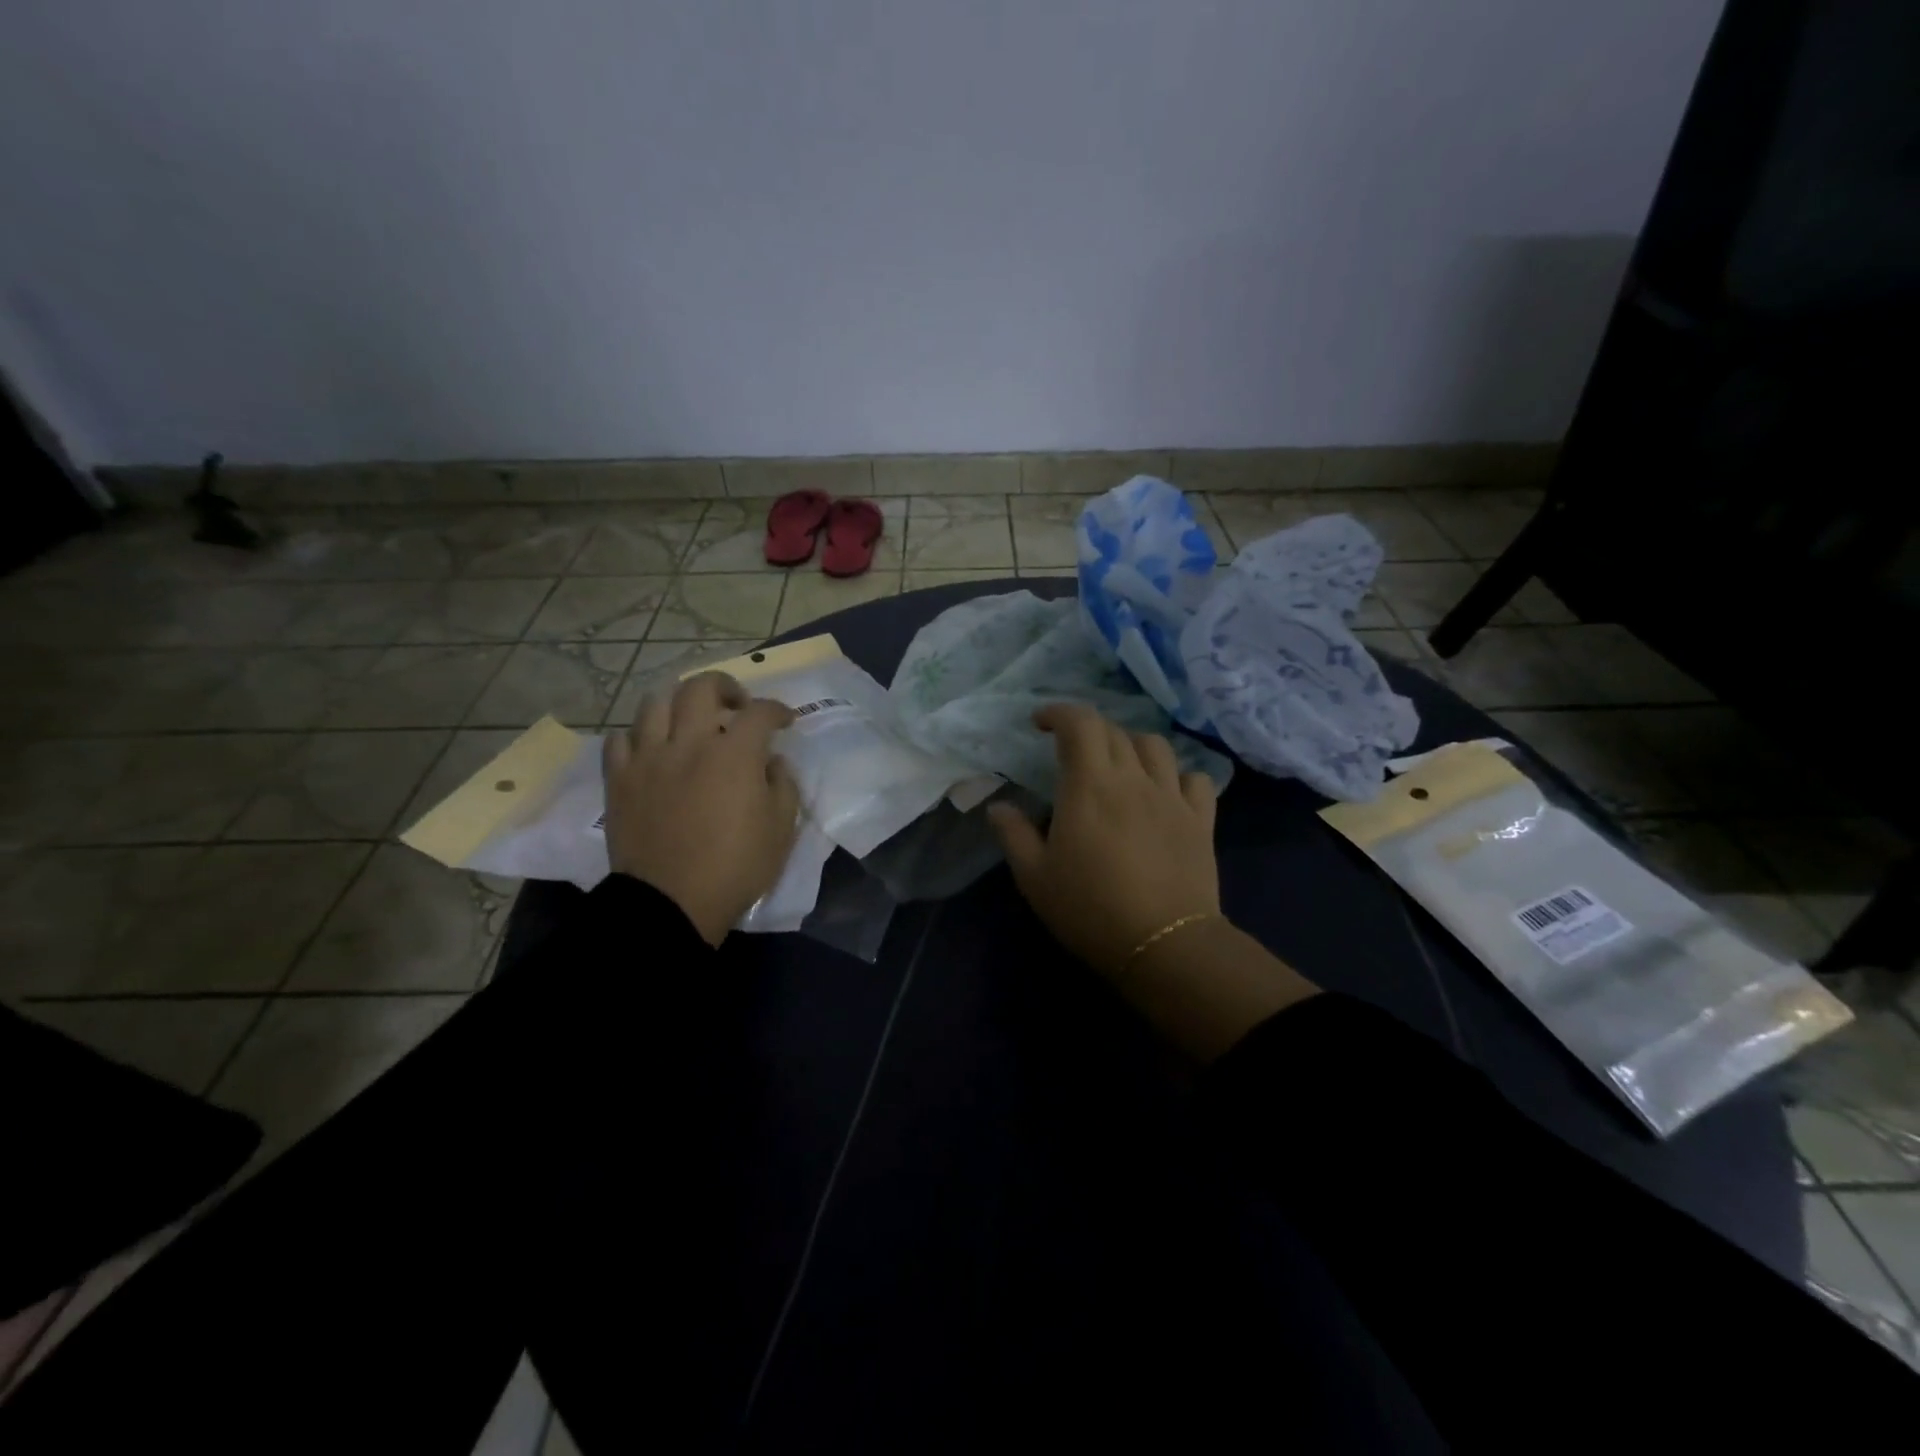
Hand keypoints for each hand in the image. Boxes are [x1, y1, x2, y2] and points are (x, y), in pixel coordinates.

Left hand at [603, 672, 799, 946]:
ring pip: (656, 703)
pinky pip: (621, 739)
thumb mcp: (781, 830)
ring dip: (679, 704)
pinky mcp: (619, 779)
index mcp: (734, 754)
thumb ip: (783, 785)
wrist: (671, 903)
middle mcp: (689, 743)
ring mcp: (648, 758)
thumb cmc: (735, 868)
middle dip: (725, 686)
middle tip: (735, 705)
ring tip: (690, 721)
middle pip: (700, 687)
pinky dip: (639, 735)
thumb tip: (771, 762)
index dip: (777, 710)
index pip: (759, 712)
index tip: (785, 720)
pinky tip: (652, 749)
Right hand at [987, 703, 1219, 975]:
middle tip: (1071, 754)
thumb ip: (1013, 835)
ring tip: (1119, 766)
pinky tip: (1165, 792)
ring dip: (1132, 745)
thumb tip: (998, 806)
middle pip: (1114, 731)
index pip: (1079, 723)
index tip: (1040, 723)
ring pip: (1156, 746)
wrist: (1164, 945)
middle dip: (1088, 731)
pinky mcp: (1201, 820)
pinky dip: (1177, 776)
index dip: (1058, 712)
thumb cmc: (1090, 909)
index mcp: (1090, 785)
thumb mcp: (1035, 878)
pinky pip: (1195, 779)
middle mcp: (1133, 779)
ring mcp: (1172, 797)